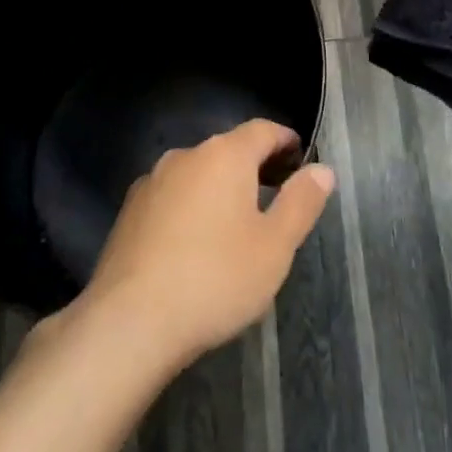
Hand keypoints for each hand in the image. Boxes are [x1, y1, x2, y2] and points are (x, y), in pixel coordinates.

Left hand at [78, 120, 334, 369]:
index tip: (301, 159)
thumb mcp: (275, 247)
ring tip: (236, 225)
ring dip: (220, 188)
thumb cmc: (215, 279)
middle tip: (276, 196)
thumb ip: (301, 202)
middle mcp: (186, 155)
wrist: (129, 321)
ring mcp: (152, 181)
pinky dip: (190, 207)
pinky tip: (194, 245)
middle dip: (255, 166)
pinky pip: (172, 197)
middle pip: (228, 149)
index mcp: (225, 155)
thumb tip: (322, 169)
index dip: (286, 140)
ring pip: (198, 173)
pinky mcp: (129, 211)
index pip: (263, 130)